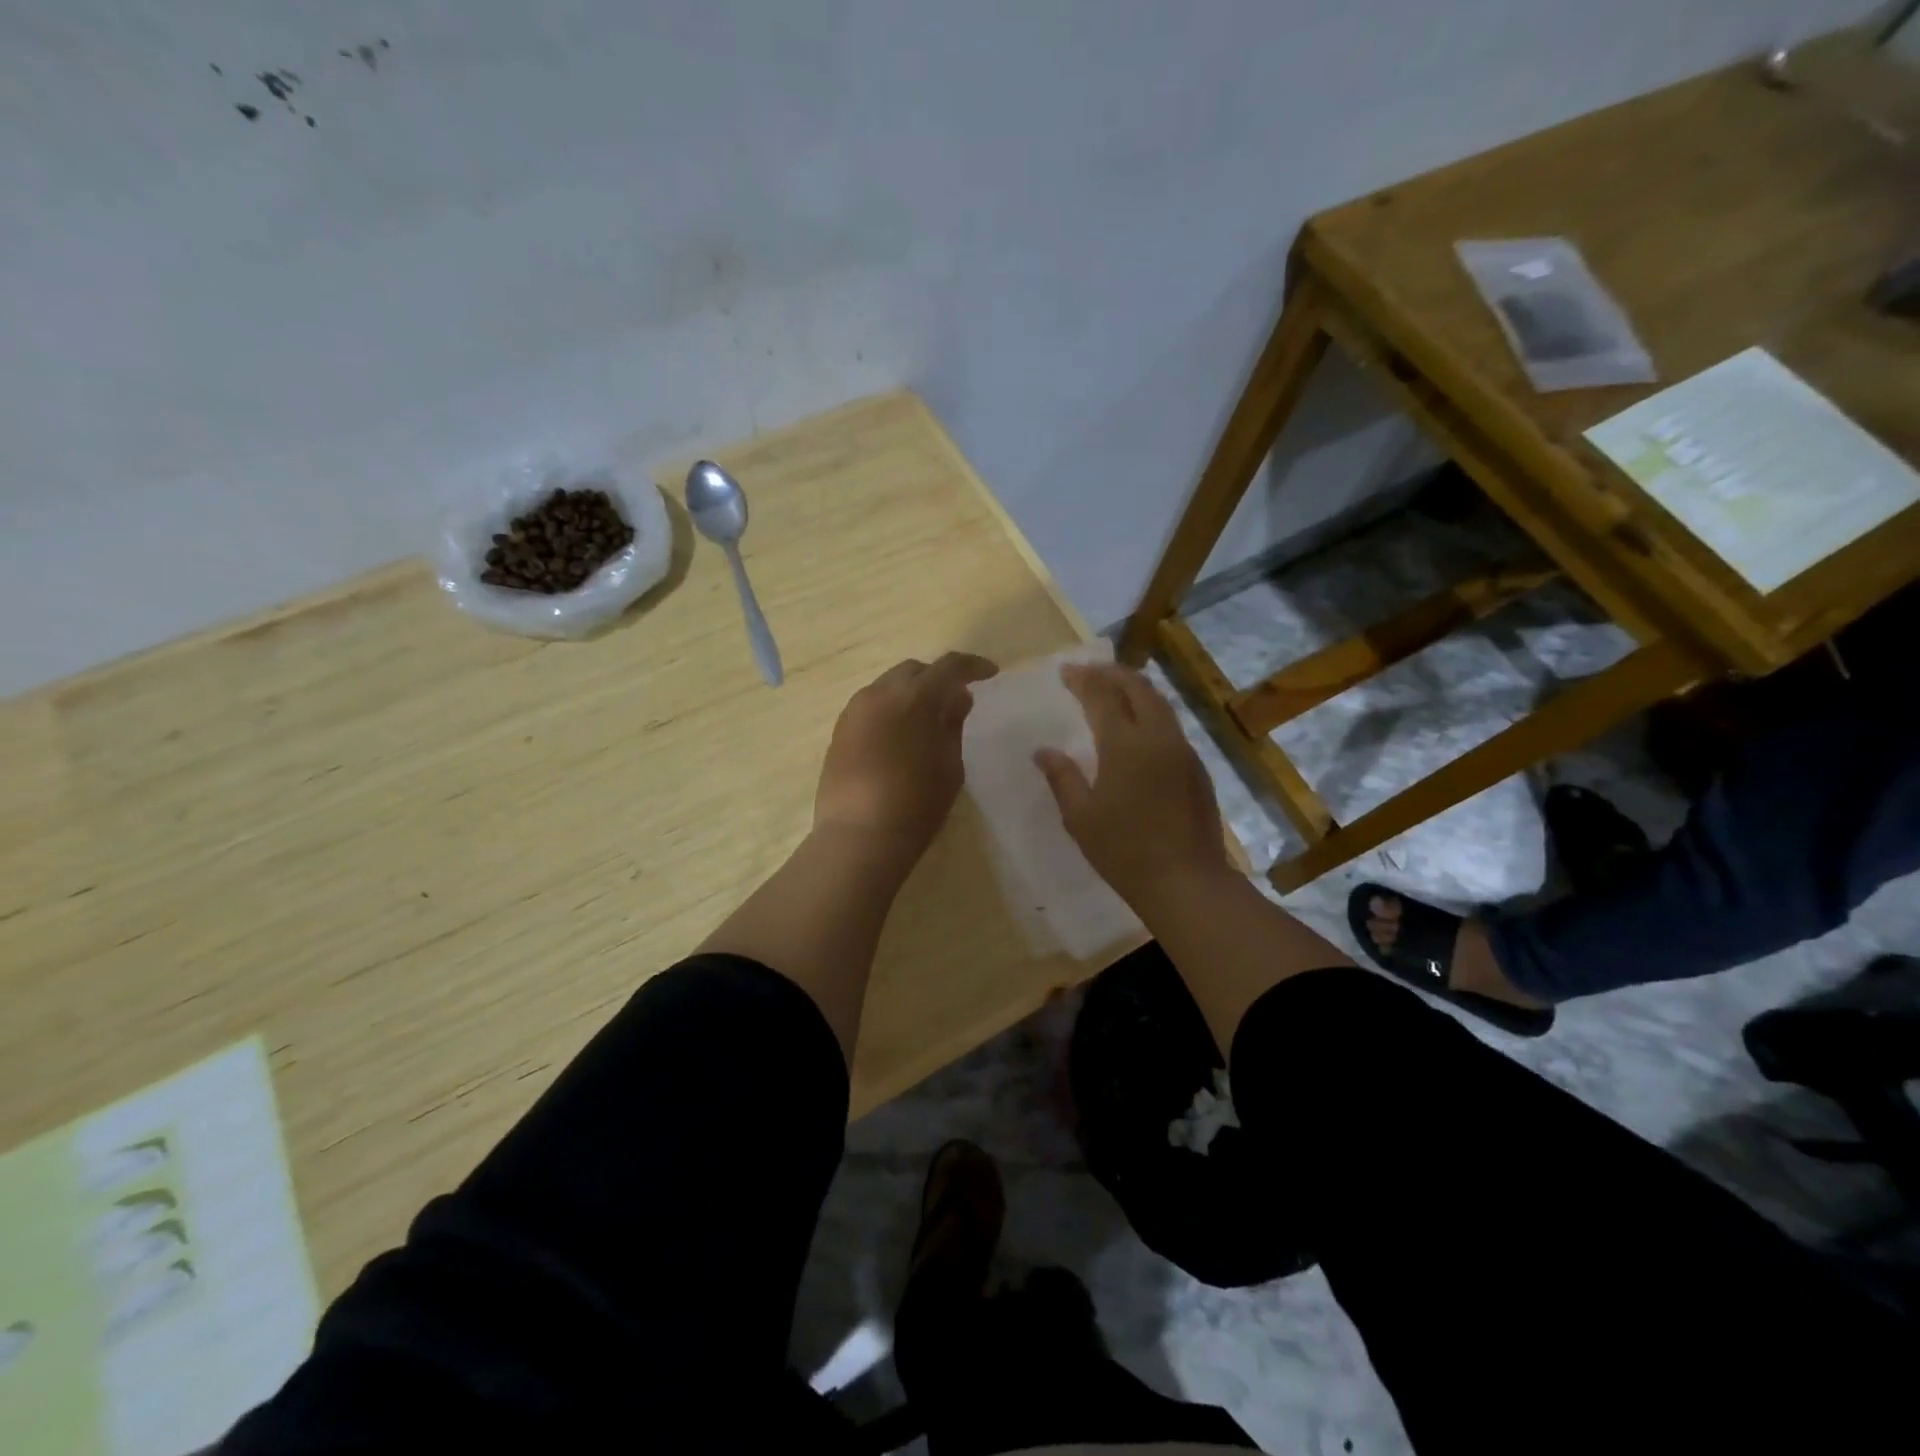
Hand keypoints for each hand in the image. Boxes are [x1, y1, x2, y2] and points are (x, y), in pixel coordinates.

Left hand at [814, 652, 998, 855]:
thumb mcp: (949, 766)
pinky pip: (870, 707)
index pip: (949, 666)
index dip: (973, 666)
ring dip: (910, 693)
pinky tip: (899, 735)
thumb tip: (958, 698)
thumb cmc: (916, 804)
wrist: (858, 836)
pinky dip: (890, 710)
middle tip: (955, 699)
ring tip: (926, 719)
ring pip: (888, 686)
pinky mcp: (839, 730)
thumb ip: (953, 725)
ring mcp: (854, 711)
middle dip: (937, 678)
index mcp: (915, 698)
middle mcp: (880, 694)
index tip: (990, 674)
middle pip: (914, 671)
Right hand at [1034, 663, 1230, 909]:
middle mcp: (1158, 737)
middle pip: (1137, 687)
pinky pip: (1171, 724)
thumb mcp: (1080, 817)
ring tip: (1114, 688)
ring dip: (1135, 688)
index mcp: (1125, 745)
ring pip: (1160, 703)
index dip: (1083, 679)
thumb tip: (1043, 751)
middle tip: (1090, 671)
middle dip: (1112, 673)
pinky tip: (1139, 725)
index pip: (1102, 696)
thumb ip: (1062, 777)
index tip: (1065, 671)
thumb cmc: (1124, 851)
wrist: (1186, 881)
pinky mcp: (1196, 767)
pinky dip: (1151, 711)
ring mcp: (1182, 750)